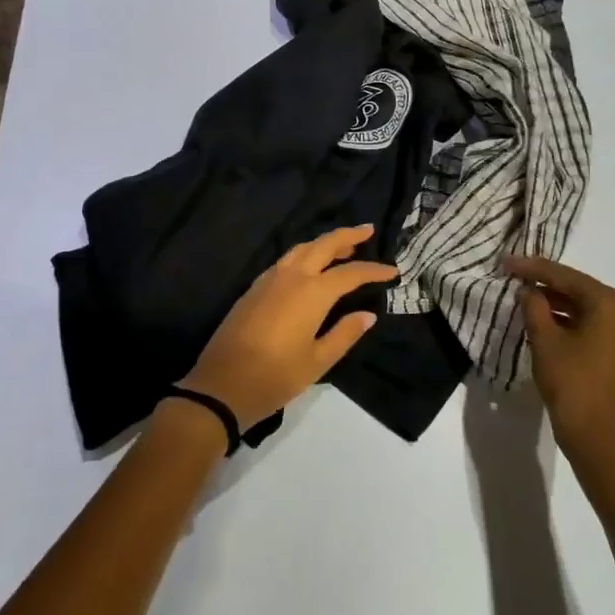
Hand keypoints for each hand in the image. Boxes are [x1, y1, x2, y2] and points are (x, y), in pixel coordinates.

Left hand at [179, 225, 397, 431]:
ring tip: (343, 246)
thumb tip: (368, 315)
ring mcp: (268, 279)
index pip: (350, 273)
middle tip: (368, 230)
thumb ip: (345, 334)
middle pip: (323, 245)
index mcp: (311, 292)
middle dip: (347, 235)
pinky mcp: (254, 288)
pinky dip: (304, 255)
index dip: (373, 270)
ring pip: (301, 249)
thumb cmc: (275, 377)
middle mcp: (291, 277)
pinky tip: (309, 266)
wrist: (221, 384)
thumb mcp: (317, 361)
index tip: (393, 271)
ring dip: (324, 243)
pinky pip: (285, 261)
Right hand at [504, 255, 614, 456]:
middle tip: (512, 274)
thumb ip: (534, 307)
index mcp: (610, 303)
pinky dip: (566, 319)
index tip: (505, 261)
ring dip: (554, 301)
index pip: (565, 276)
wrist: (600, 440)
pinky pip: (590, 323)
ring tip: (521, 295)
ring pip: (583, 306)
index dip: (532, 268)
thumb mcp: (545, 341)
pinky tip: (541, 318)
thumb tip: (527, 290)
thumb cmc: (573, 384)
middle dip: (544, 282)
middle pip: (577, 288)